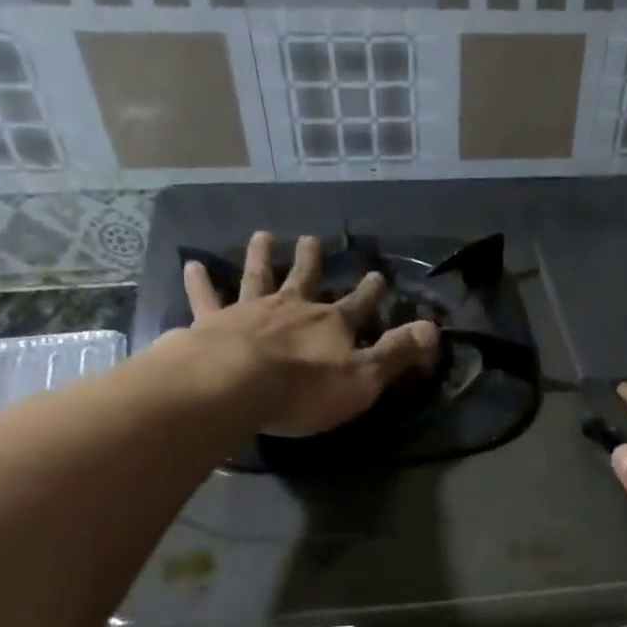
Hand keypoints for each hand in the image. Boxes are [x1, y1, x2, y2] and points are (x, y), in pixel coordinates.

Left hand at [165, 230, 438, 436]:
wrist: (236, 385)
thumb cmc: (305, 390)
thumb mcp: (364, 379)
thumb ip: (397, 353)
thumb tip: (435, 329)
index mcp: (332, 324)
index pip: (359, 304)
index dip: (371, 291)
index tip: (378, 275)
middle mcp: (293, 308)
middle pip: (305, 278)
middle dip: (313, 260)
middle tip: (313, 239)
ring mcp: (251, 311)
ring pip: (259, 276)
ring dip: (262, 256)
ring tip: (264, 236)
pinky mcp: (213, 322)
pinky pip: (206, 298)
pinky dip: (200, 283)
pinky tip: (192, 265)